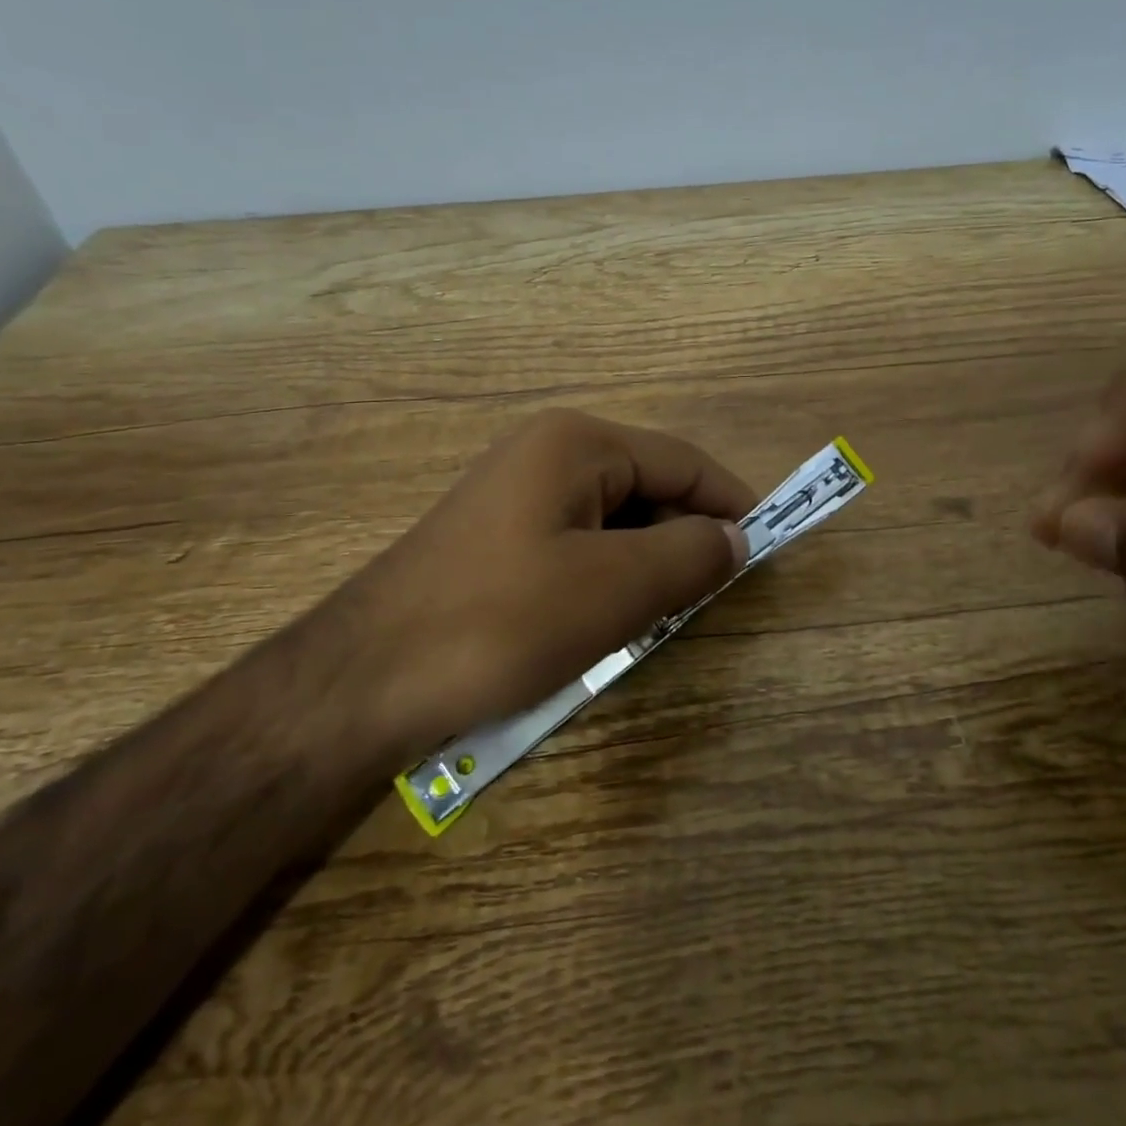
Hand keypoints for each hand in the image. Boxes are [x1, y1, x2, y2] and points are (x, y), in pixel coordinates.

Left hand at [339, 409, 755, 746]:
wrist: (361, 681)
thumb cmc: (500, 623)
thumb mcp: (614, 590)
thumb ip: (690, 555)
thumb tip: (735, 537)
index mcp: (578, 444)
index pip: (683, 461)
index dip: (731, 502)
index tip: (765, 548)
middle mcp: (546, 452)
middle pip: (646, 485)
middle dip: (685, 536)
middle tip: (712, 595)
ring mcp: (514, 493)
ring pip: (612, 519)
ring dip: (646, 561)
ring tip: (661, 614)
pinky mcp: (495, 536)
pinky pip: (575, 543)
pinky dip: (605, 574)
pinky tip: (604, 619)